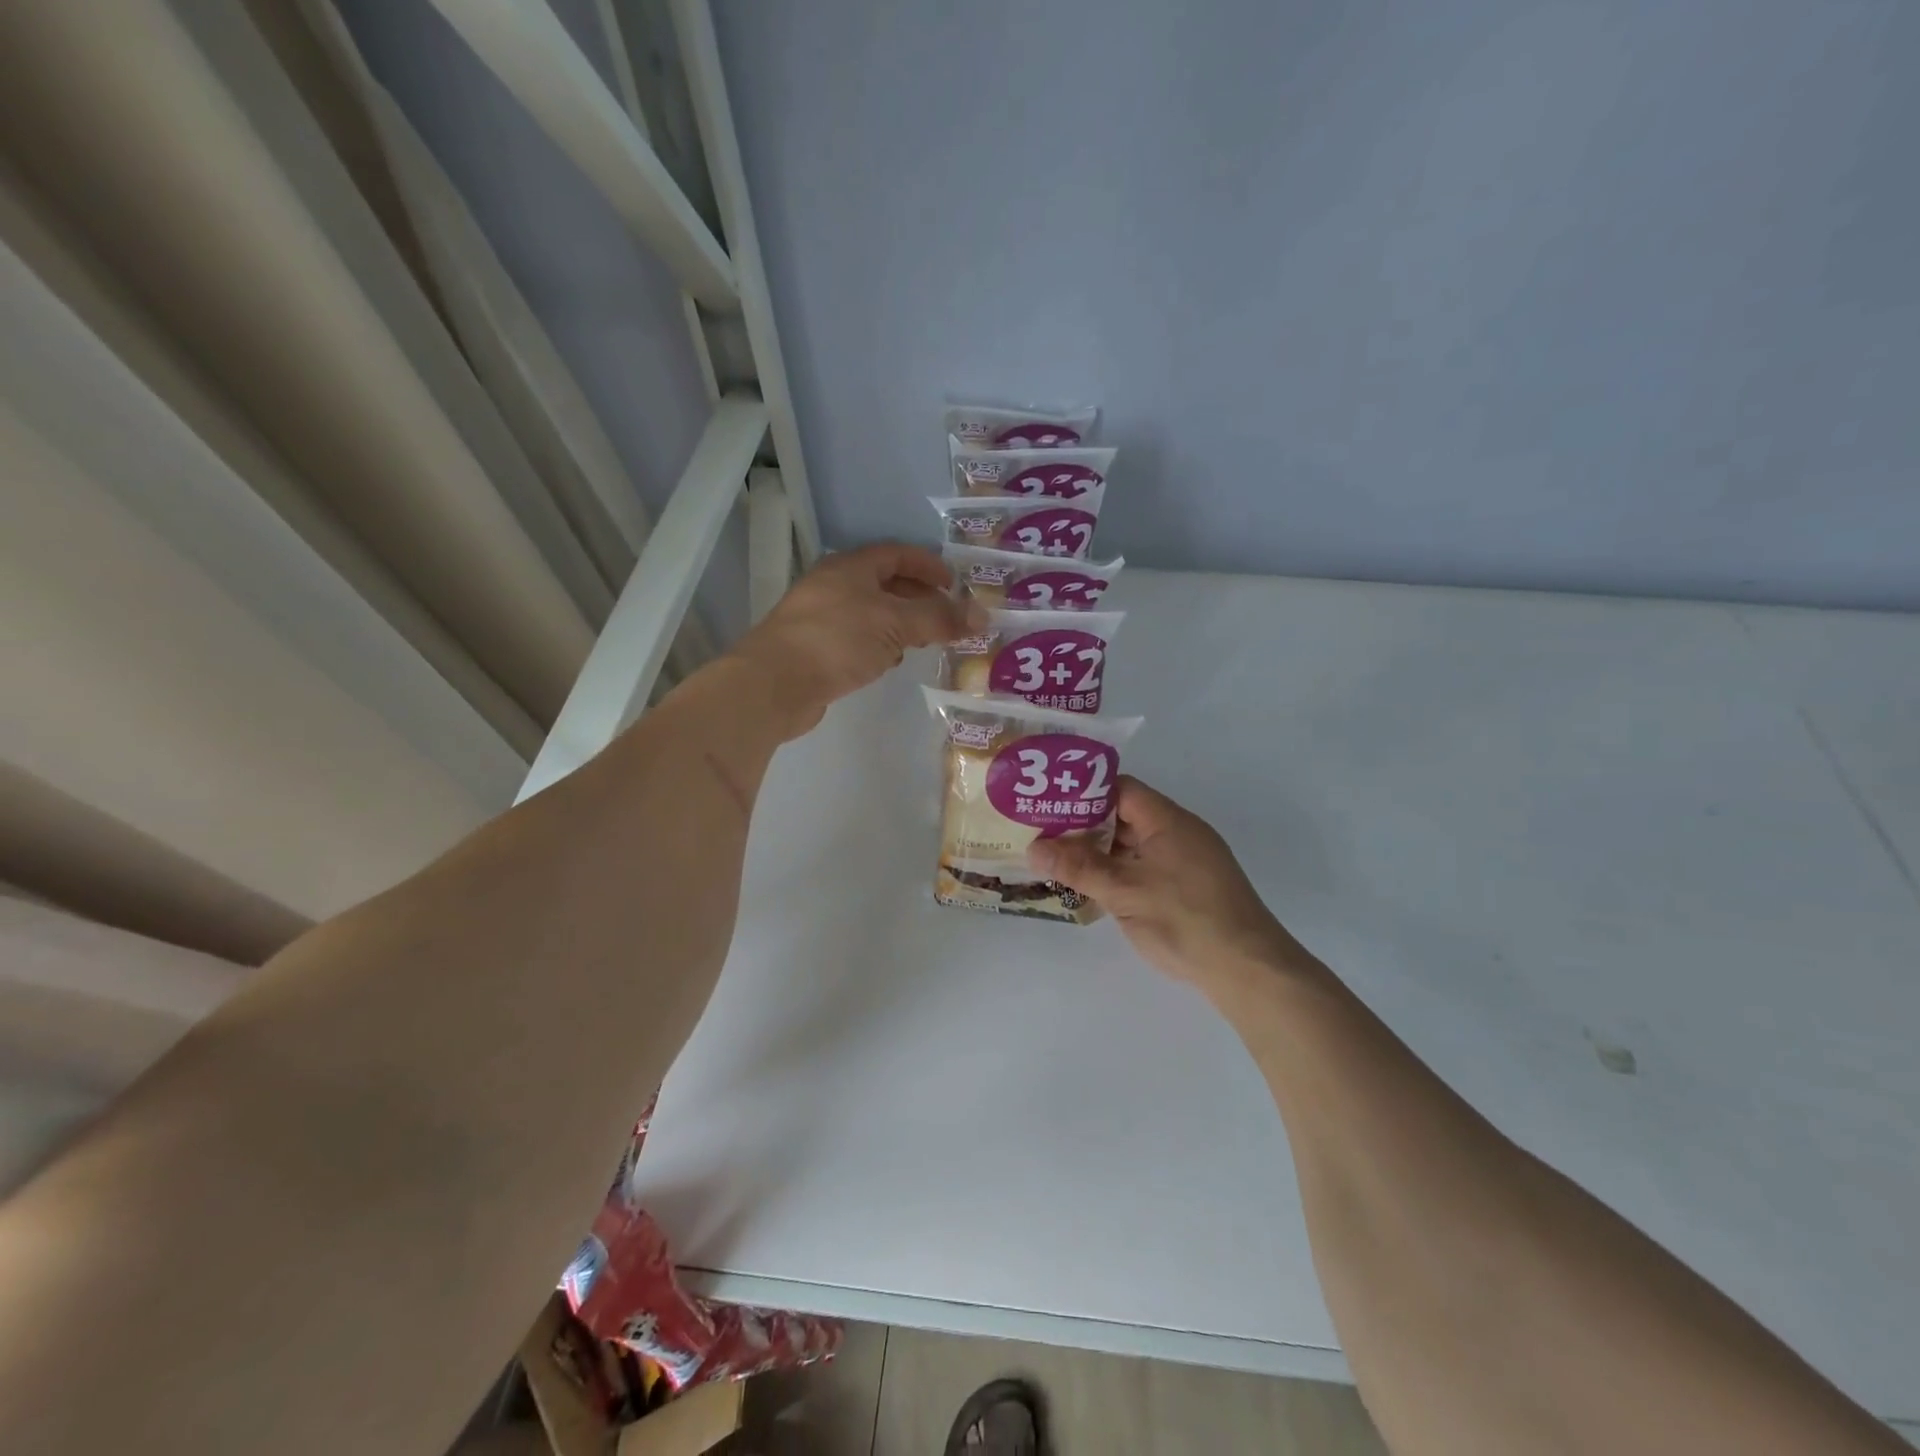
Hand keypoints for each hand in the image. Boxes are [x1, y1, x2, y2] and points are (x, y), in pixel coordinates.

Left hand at [731, 543, 982, 737]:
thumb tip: (983, 616)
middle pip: (885, 584)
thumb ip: (939, 619)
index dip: (928, 565)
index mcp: (851, 568)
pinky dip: (880, 645)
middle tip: (947, 616)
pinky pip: (858, 639)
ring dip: (900, 624)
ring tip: (925, 641)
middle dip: (918, 598)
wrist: (775, 682)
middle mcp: (834, 586)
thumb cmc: (837, 640)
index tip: (954, 583)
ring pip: (872, 614)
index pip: (897, 554)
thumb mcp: (895, 623)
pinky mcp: (816, 649)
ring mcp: (821, 618)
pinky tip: (890, 662)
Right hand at [1028, 778, 1308, 989]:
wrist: (1248, 970)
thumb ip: (1078, 867)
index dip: (1083, 792)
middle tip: (1043, 836)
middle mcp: (1179, 833)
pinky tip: (1091, 889)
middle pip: (1124, 816)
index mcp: (1168, 820)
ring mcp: (1186, 862)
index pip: (1120, 788)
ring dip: (1099, 853)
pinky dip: (1118, 873)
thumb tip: (1034, 848)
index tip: (1048, 804)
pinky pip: (1144, 868)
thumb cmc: (1184, 919)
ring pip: (1133, 846)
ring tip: (1058, 862)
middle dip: (1084, 826)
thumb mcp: (1123, 891)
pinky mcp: (1188, 888)